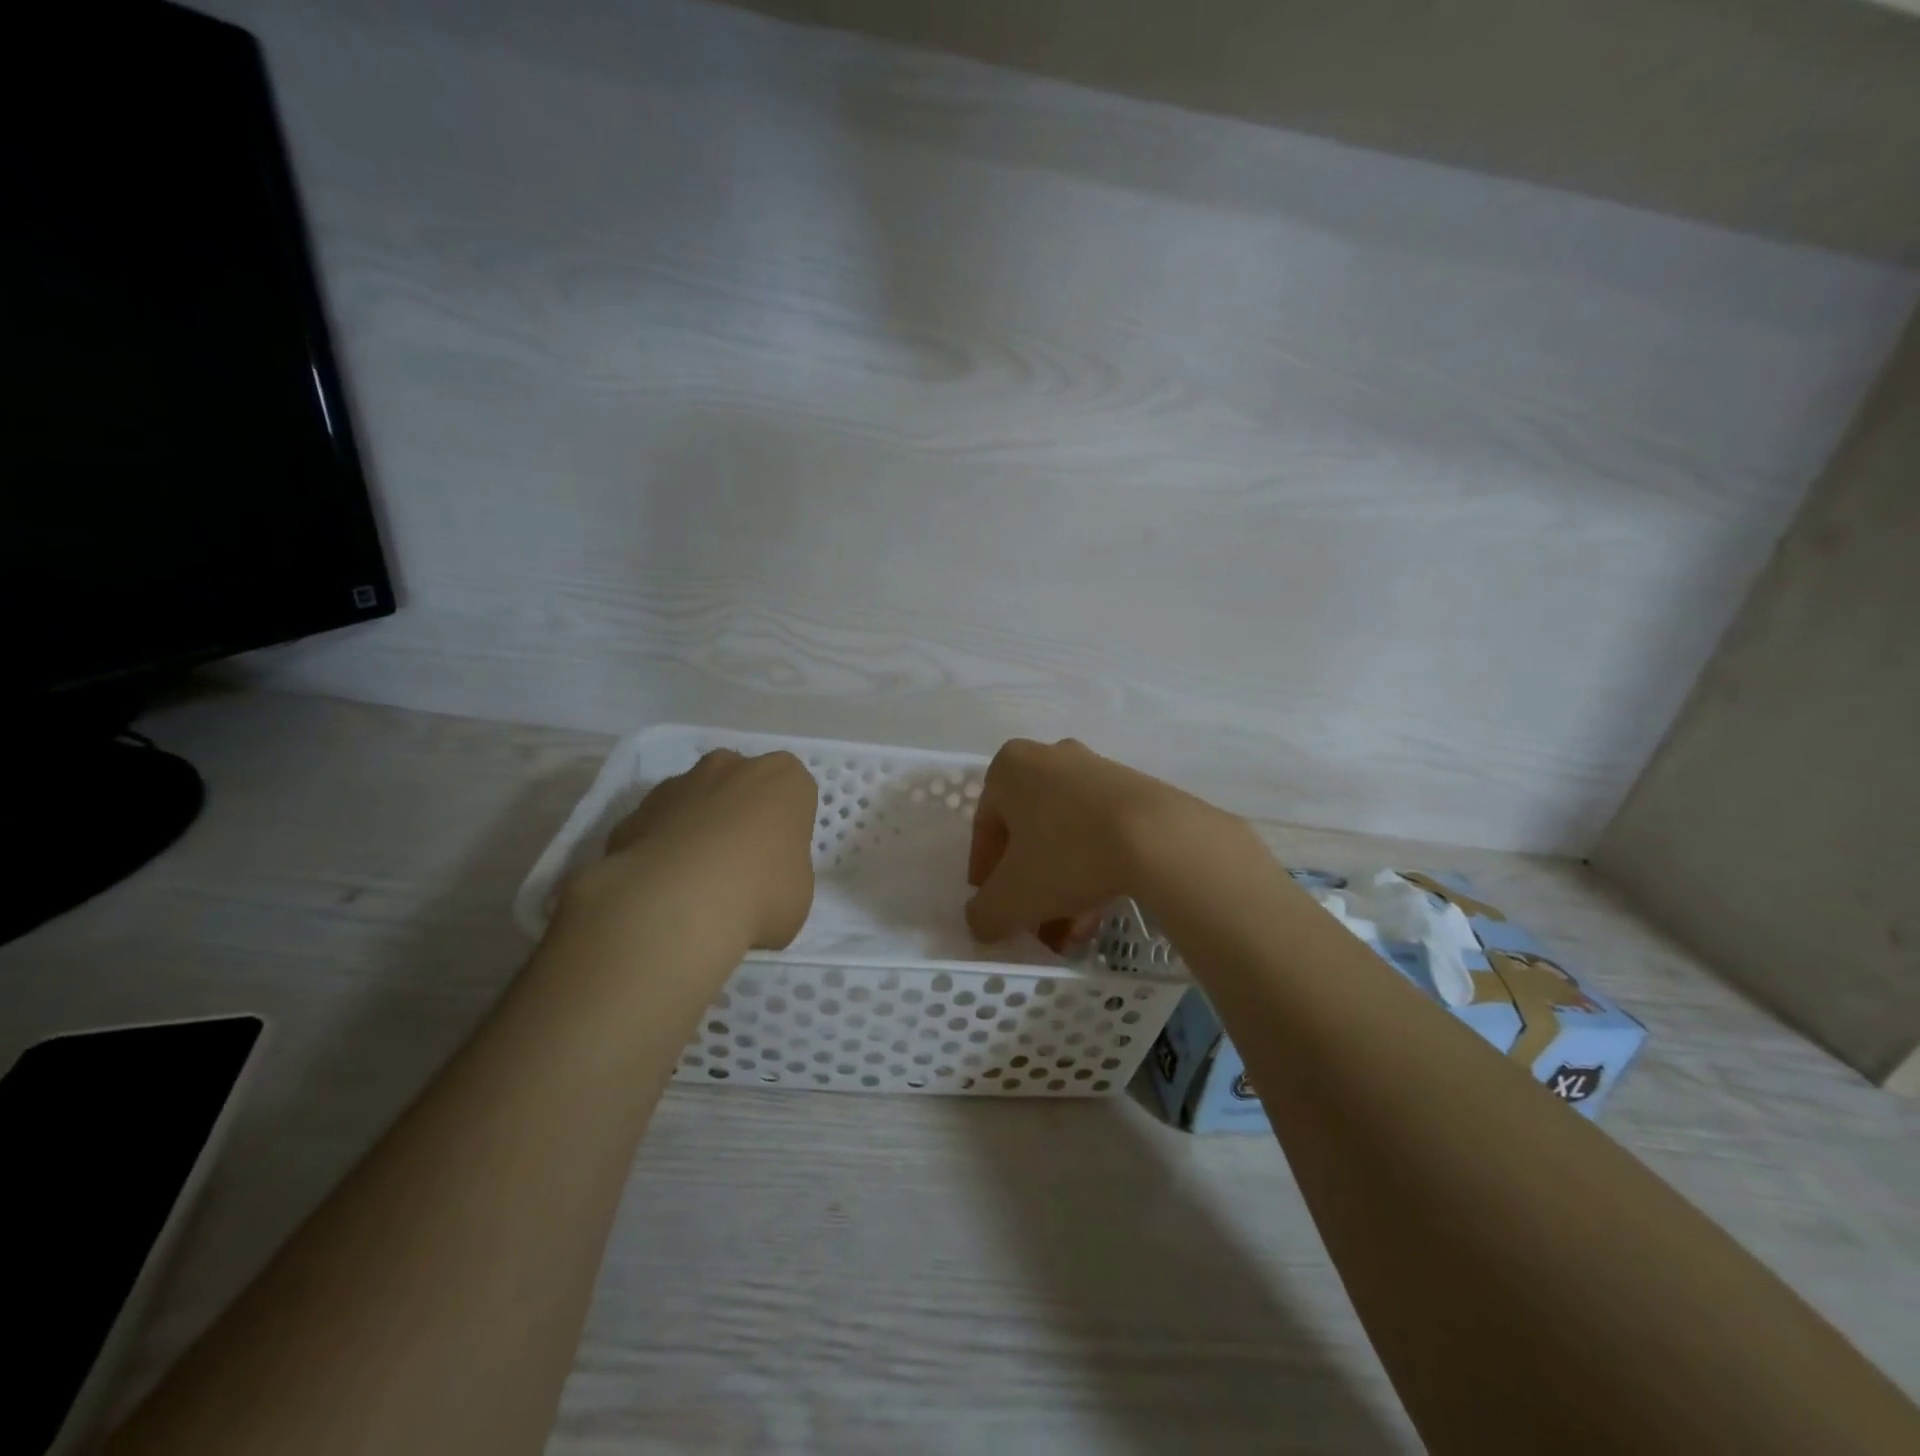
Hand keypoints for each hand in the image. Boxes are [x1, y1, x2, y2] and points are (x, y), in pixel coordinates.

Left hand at [566, 748, 817, 951]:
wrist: (677, 903)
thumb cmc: (761, 892)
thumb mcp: (799, 893)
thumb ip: (784, 874)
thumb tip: (762, 885)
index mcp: (784, 779)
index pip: (794, 793)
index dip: (787, 827)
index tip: (780, 860)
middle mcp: (732, 767)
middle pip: (742, 785)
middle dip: (740, 815)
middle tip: (741, 867)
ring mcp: (679, 783)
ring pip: (696, 800)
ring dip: (698, 828)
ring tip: (696, 882)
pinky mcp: (637, 810)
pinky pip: (658, 827)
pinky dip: (661, 848)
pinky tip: (663, 887)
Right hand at [966, 738, 1245, 944]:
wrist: (1158, 837)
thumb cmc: (1067, 854)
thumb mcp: (1011, 897)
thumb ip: (984, 914)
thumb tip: (982, 923)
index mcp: (1010, 768)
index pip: (985, 828)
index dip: (986, 875)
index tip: (996, 909)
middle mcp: (1050, 758)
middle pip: (1029, 833)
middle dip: (1030, 885)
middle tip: (1035, 925)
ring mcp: (1096, 770)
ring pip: (1066, 836)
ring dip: (1062, 885)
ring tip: (1071, 932)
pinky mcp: (1134, 790)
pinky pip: (1101, 833)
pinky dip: (1093, 870)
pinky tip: (1099, 911)